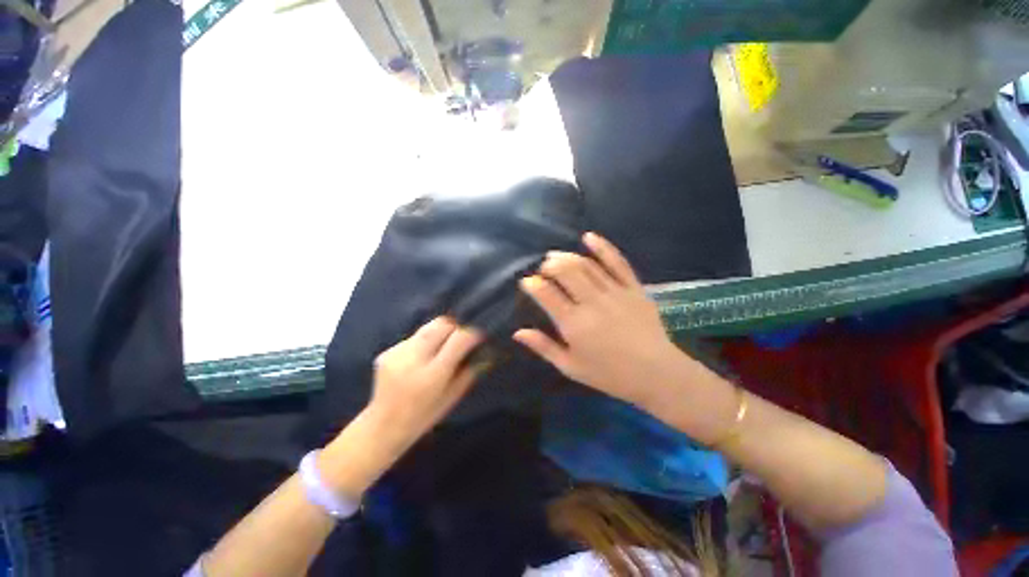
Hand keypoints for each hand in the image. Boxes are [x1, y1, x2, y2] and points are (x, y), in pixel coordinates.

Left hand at [366, 316, 482, 450]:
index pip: (458, 339)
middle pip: (441, 324)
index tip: (478, 335)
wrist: (383, 426)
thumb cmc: (424, 416)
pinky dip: (423, 343)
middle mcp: (414, 359)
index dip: (472, 333)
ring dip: (439, 334)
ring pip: (427, 328)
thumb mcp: (453, 397)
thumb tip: (484, 349)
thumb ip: (469, 371)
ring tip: (439, 349)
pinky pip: (413, 338)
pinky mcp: (387, 352)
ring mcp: (397, 353)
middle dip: (455, 326)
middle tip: (460, 337)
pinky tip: (420, 359)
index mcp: (432, 375)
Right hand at [514, 233, 687, 408]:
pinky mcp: (634, 288)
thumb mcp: (570, 367)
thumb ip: (544, 347)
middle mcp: (592, 302)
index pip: (546, 294)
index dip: (532, 284)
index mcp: (574, 324)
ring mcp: (614, 292)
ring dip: (567, 256)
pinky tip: (589, 237)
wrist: (657, 374)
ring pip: (586, 265)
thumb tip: (517, 332)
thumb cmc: (609, 375)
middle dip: (549, 266)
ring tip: (555, 256)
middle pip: (565, 272)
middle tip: (543, 269)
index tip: (526, 282)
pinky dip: (603, 248)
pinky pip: (618, 262)